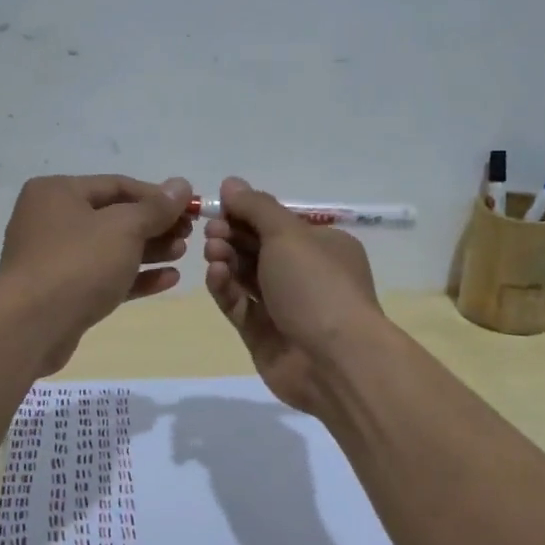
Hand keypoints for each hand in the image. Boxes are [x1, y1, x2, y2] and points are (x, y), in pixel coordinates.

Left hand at [0, 174, 193, 372]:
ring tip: (183, 254)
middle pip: (114, 216)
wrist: (32, 326)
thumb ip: (156, 207)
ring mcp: (54, 258)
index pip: (117, 185)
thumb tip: (182, 185)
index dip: (157, 196)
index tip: (191, 208)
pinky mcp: (62, 292)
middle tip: (189, 234)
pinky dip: (135, 276)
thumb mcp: (124, 228)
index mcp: (57, 192)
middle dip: (155, 225)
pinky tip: (169, 279)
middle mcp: (51, 219)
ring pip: (111, 248)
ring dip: (149, 250)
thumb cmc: (78, 263)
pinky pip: (104, 276)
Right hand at [202, 176, 385, 413]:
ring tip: (212, 252)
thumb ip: (256, 207)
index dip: (246, 213)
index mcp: (323, 246)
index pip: (278, 223)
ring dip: (226, 260)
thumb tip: (231, 183)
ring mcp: (284, 307)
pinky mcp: (263, 334)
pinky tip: (216, 275)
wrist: (334, 361)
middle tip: (211, 231)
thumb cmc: (316, 286)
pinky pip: (239, 305)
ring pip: (246, 276)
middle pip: (258, 248)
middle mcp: (305, 275)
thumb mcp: (288, 235)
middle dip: (232, 236)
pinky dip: (226, 288)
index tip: (219, 207)